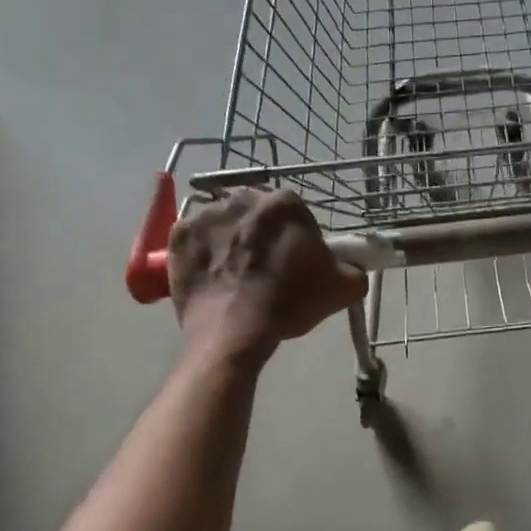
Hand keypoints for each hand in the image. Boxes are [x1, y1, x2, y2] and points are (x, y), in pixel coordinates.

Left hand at [167, 189, 365, 357]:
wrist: (235, 332)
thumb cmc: (290, 302)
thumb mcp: (343, 288)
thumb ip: (353, 269)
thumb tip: (351, 267)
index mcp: (284, 203)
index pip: (295, 212)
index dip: (297, 236)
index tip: (296, 261)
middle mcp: (242, 197)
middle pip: (256, 212)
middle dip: (261, 233)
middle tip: (266, 267)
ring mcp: (205, 215)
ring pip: (224, 223)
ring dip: (231, 239)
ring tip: (236, 274)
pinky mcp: (177, 235)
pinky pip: (195, 238)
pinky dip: (202, 251)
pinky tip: (212, 275)